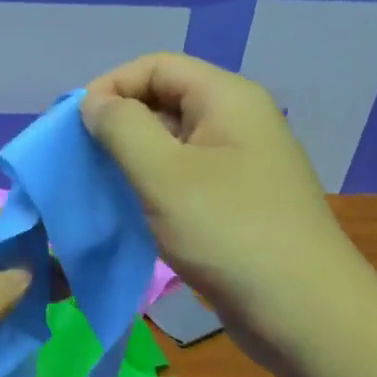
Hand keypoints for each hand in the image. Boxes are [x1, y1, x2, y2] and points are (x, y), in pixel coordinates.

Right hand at [81, 53, 376, 370]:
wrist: (301, 310)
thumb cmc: (228, 233)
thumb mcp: (163, 174)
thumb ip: (122, 128)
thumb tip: (95, 102)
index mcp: (227, 98)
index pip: (156, 66)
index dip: (111, 87)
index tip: (75, 129)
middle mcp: (238, 122)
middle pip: (166, 101)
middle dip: (119, 125)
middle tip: (82, 164)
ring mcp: (241, 166)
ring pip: (173, 145)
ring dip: (133, 161)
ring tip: (101, 191)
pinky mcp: (238, 205)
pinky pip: (186, 181)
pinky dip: (154, 190)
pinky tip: (133, 215)